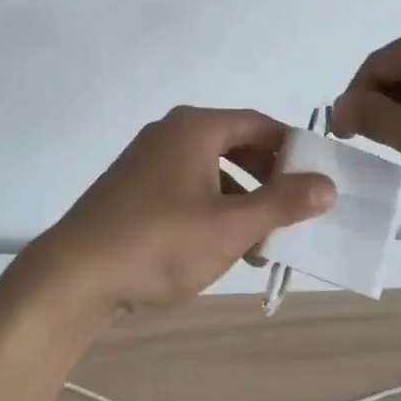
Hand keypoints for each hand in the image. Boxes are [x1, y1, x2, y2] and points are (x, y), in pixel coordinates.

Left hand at [22, 107, 335, 319]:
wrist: (73, 276)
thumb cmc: (159, 243)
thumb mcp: (230, 227)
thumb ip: (282, 203)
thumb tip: (327, 184)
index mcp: (196, 128)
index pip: (259, 124)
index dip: (292, 149)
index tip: (317, 180)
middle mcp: (171, 132)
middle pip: (236, 145)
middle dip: (268, 180)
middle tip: (294, 213)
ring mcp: (148, 160)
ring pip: (212, 171)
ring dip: (242, 201)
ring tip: (262, 244)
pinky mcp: (134, 188)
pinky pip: (187, 187)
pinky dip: (212, 209)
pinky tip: (220, 248)